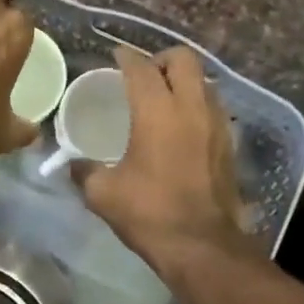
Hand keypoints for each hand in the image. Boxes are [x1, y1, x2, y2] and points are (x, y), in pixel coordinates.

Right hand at [75, 46, 249, 274]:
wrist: (201, 245)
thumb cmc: (149, 213)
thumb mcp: (103, 194)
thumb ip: (85, 171)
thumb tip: (74, 165)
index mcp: (157, 111)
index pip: (141, 67)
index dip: (126, 57)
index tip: (115, 57)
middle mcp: (191, 107)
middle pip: (183, 59)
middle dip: (161, 59)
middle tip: (144, 75)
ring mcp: (217, 123)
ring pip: (203, 81)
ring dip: (183, 82)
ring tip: (164, 99)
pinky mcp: (230, 144)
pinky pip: (213, 107)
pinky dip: (196, 106)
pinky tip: (182, 128)